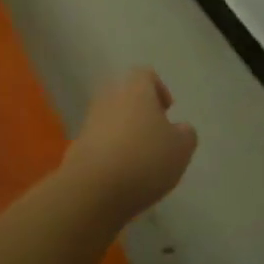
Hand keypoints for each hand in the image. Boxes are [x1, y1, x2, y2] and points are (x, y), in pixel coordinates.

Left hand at [65, 68, 198, 220]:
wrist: (93, 189)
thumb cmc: (145, 159)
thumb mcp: (181, 148)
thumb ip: (186, 134)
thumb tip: (180, 129)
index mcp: (136, 90)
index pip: (145, 74)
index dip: (158, 89)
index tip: (167, 111)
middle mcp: (110, 99)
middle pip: (125, 95)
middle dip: (140, 111)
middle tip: (154, 135)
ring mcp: (90, 122)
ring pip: (111, 119)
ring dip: (124, 133)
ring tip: (140, 160)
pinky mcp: (77, 147)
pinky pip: (99, 142)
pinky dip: (110, 152)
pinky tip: (121, 175)